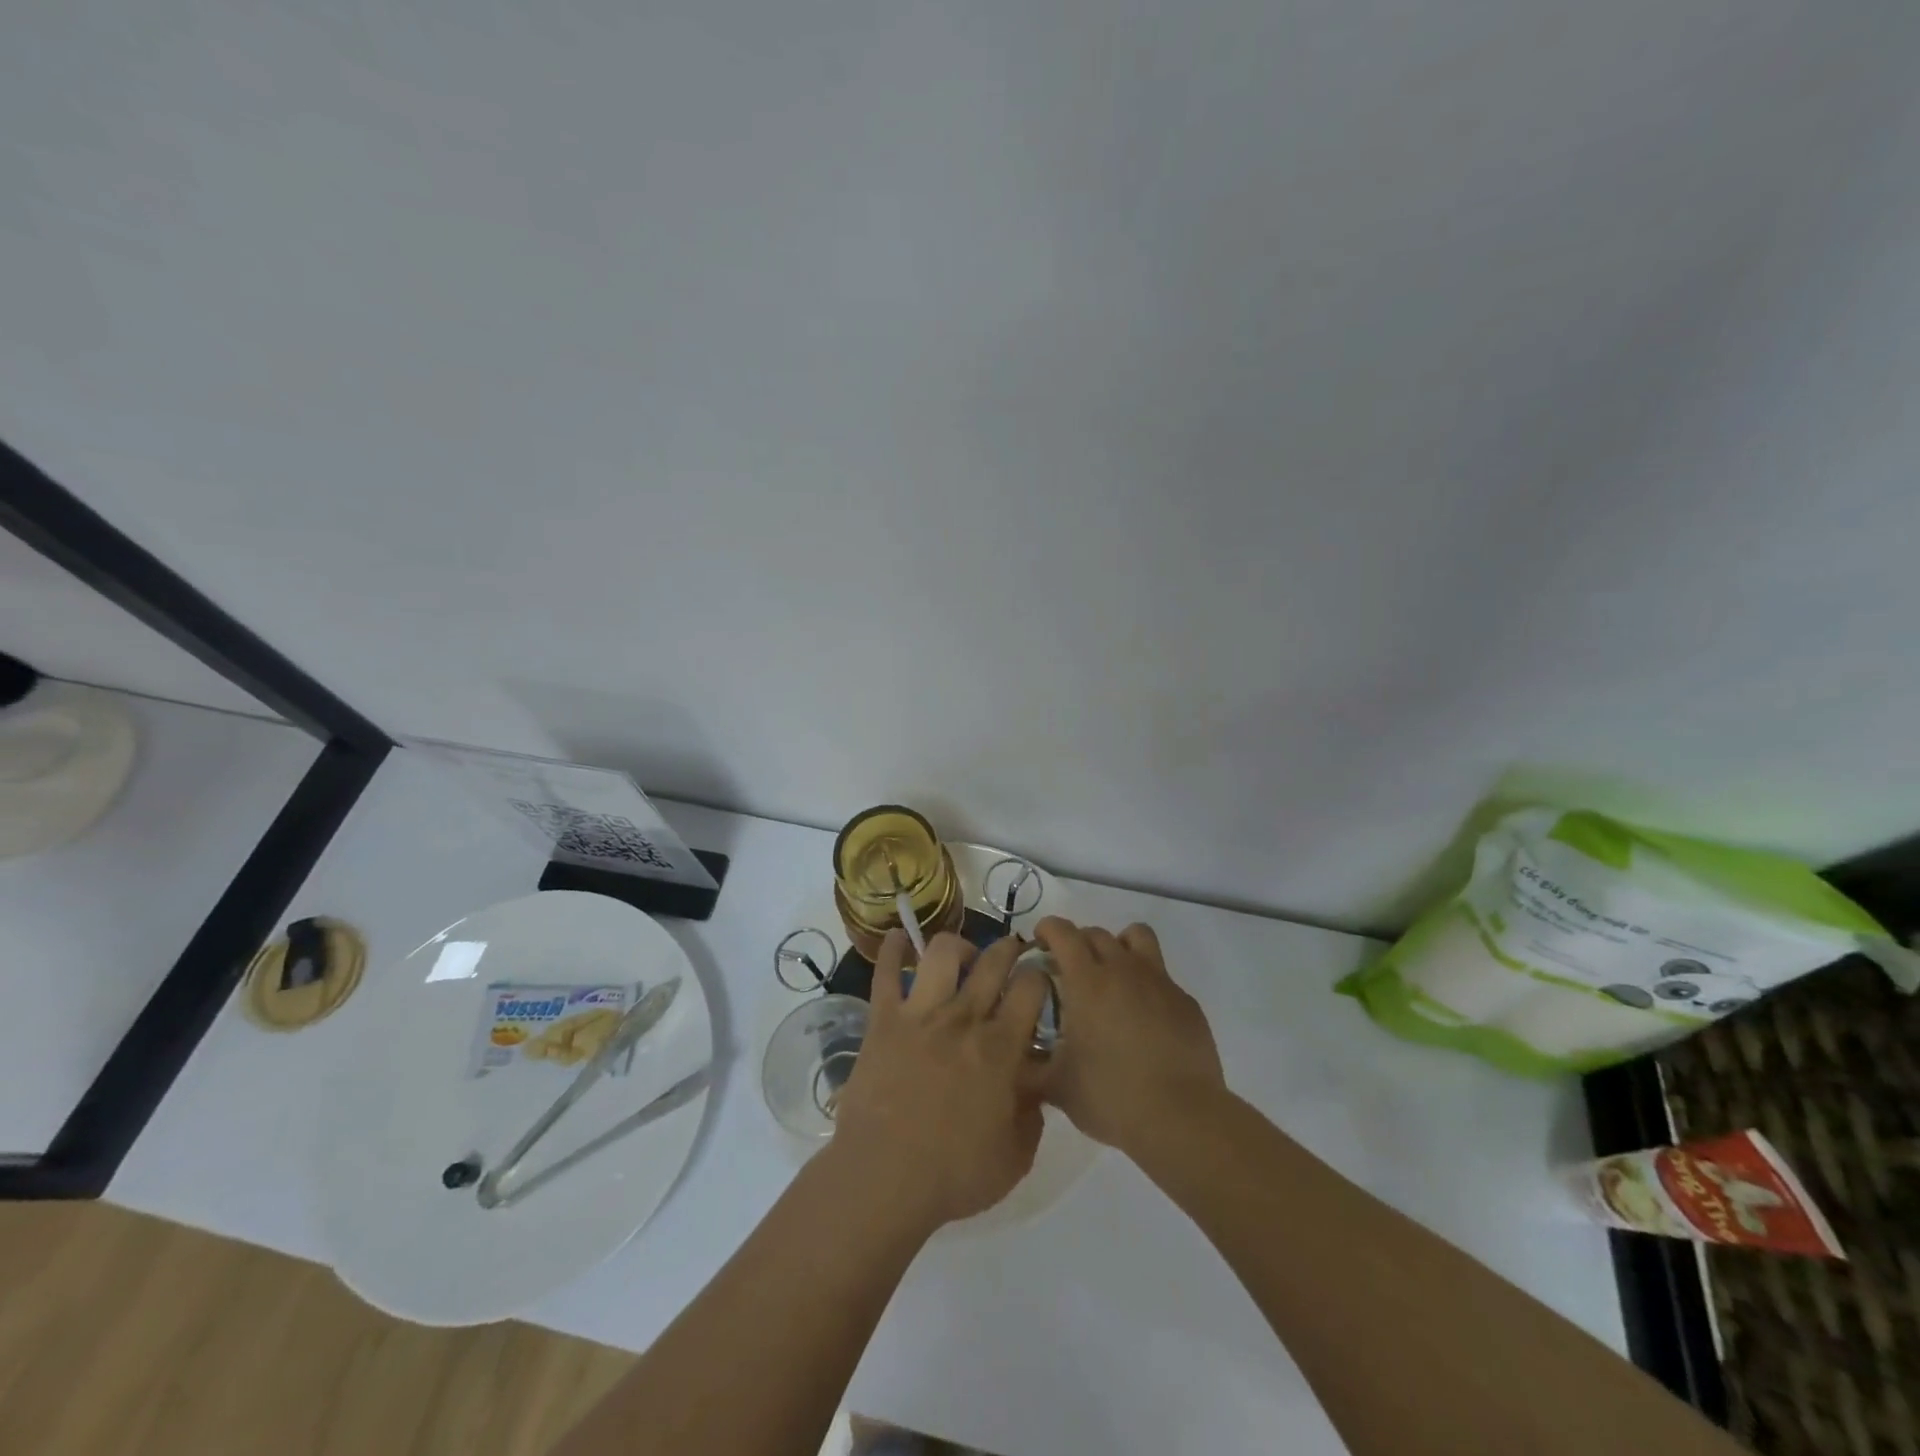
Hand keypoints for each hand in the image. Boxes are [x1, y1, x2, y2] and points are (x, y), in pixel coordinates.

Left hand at [827, 929, 1050, 1232]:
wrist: (884, 1178)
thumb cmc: (954, 1174)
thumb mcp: (1015, 1157)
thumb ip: (1032, 1116)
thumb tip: (1034, 1087)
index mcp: (1000, 1047)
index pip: (1030, 987)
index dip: (1040, 977)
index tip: (1040, 982)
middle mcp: (963, 1018)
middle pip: (993, 960)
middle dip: (1008, 948)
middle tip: (1011, 955)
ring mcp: (920, 1013)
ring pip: (942, 952)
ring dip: (958, 947)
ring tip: (962, 958)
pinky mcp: (883, 1019)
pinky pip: (886, 972)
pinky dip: (892, 949)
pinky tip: (898, 938)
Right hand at [1033, 918, 1225, 1152]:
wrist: (1181, 1118)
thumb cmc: (1110, 1096)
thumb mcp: (1056, 1086)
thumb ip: (1030, 1065)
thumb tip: (1013, 1057)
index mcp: (1087, 981)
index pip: (1063, 932)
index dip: (1048, 929)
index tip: (1040, 942)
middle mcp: (1123, 969)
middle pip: (1097, 933)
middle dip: (1078, 942)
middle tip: (1070, 969)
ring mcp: (1159, 982)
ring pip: (1136, 937)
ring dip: (1118, 945)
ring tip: (1111, 974)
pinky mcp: (1186, 1001)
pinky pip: (1161, 976)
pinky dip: (1146, 983)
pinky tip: (1143, 1016)